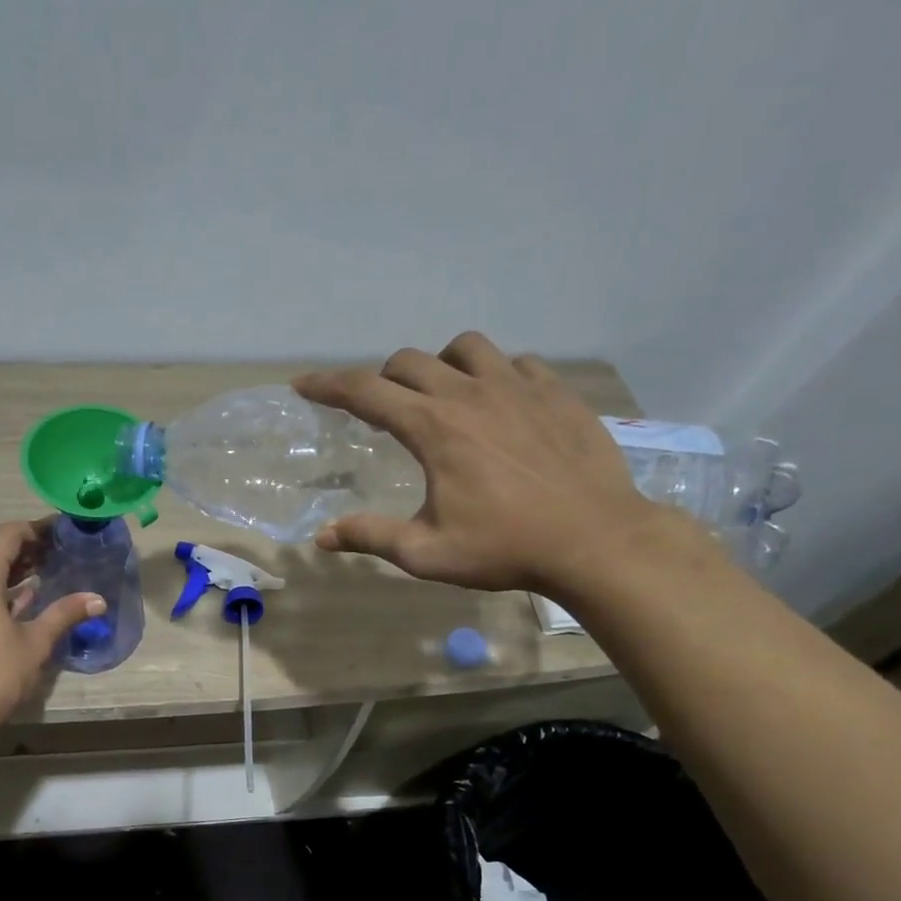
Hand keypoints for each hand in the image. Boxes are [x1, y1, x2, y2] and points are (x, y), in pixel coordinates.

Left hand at [0, 520, 104, 732]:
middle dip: (28, 549)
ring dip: (15, 571)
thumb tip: (98, 600)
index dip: (36, 529)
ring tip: (49, 572)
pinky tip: (26, 600)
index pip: (8, 535)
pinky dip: (1, 590)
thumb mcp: (36, 641)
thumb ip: (65, 613)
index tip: (62, 531)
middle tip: (62, 551)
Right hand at [295, 332, 684, 595]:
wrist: (597, 540)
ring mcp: (519, 387)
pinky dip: (495, 374)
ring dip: (440, 365)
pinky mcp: (557, 393)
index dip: (326, 385)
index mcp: (432, 428)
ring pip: (465, 347)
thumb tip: (322, 537)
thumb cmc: (505, 548)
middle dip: (381, 379)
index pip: (364, 392)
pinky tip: (499, 403)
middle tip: (379, 410)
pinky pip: (516, 362)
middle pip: (408, 362)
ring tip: (441, 395)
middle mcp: (470, 393)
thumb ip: (370, 537)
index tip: (303, 385)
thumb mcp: (426, 552)